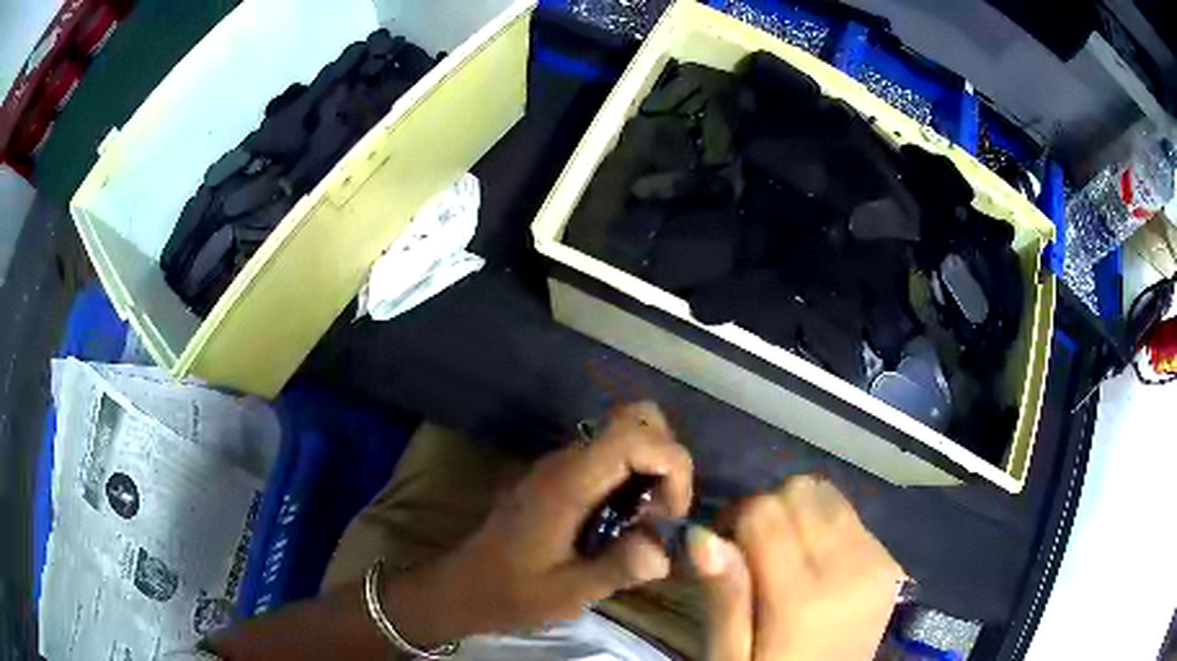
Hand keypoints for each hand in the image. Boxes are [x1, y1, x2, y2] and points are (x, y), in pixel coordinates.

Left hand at [384, 402, 692, 644]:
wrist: (466, 587)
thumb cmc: (513, 592)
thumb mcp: (568, 592)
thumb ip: (619, 568)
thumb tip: (666, 551)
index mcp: (568, 483)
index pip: (634, 435)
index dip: (671, 464)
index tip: (672, 515)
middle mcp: (567, 461)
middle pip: (636, 419)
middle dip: (667, 460)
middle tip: (662, 513)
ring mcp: (562, 465)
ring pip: (627, 436)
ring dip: (653, 471)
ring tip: (647, 524)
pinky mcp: (562, 477)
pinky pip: (612, 458)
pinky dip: (636, 479)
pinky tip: (627, 523)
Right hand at [689, 476, 903, 660]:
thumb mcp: (730, 657)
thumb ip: (723, 599)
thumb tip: (701, 535)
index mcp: (803, 598)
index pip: (765, 510)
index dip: (733, 519)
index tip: (722, 551)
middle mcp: (849, 568)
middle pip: (800, 491)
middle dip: (766, 510)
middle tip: (750, 553)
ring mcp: (878, 561)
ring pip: (827, 495)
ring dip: (797, 514)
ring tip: (782, 555)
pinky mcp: (891, 563)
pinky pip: (849, 515)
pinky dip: (823, 527)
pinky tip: (813, 564)